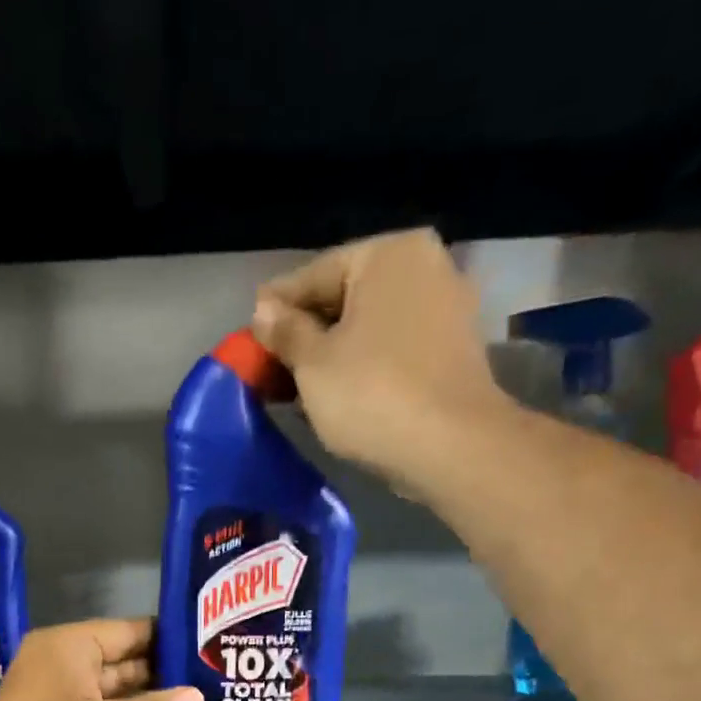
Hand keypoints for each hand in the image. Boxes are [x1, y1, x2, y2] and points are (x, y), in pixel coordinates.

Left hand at [0, 618, 201, 700]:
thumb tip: (197, 697)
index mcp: (69, 646)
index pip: (129, 630)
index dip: (169, 638)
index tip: (208, 645)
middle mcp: (59, 665)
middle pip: (121, 660)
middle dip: (162, 673)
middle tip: (211, 678)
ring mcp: (55, 699)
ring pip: (111, 692)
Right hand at [252, 229, 510, 505]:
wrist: (452, 447)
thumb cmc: (372, 394)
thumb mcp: (313, 363)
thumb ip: (285, 331)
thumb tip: (263, 310)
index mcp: (389, 254)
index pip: (315, 275)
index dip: (276, 307)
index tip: (248, 331)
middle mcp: (426, 267)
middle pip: (346, 298)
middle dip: (307, 332)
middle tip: (270, 363)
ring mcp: (446, 310)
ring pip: (370, 327)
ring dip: (333, 353)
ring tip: (297, 384)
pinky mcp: (453, 353)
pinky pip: (394, 351)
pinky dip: (364, 366)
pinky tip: (338, 393)